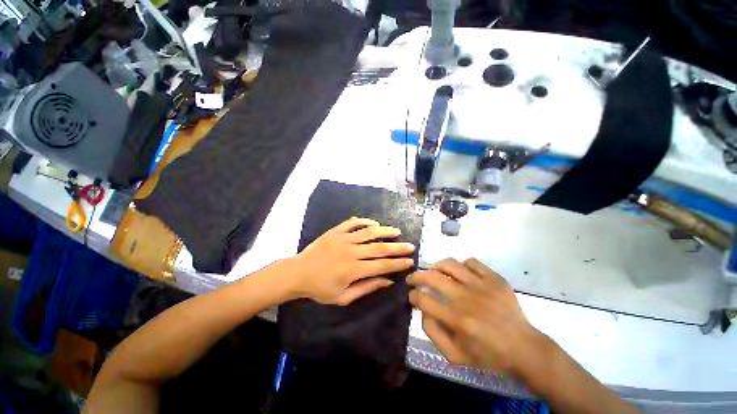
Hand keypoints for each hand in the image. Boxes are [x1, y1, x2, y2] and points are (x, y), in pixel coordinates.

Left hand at [289, 217, 414, 305]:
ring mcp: (343, 238)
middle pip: (379, 247)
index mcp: (353, 270)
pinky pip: (353, 223)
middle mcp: (351, 251)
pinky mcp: (335, 231)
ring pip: (369, 232)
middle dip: (397, 247)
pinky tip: (374, 224)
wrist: (298, 273)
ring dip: (385, 231)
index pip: (381, 265)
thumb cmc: (320, 289)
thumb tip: (388, 280)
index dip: (397, 264)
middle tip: (410, 246)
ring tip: (397, 231)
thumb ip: (367, 288)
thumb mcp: (343, 297)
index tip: (410, 261)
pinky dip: (365, 222)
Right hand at [407, 258, 549, 375]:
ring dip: (436, 266)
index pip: (423, 300)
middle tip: (413, 279)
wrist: (524, 348)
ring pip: (450, 264)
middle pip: (432, 277)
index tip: (411, 296)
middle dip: (416, 276)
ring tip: (434, 272)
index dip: (412, 296)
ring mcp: (481, 286)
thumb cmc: (488, 355)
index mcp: (456, 320)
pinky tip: (461, 273)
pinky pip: (472, 262)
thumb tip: (422, 310)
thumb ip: (433, 333)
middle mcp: (466, 298)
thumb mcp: (455, 356)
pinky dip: (461, 265)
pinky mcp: (495, 279)